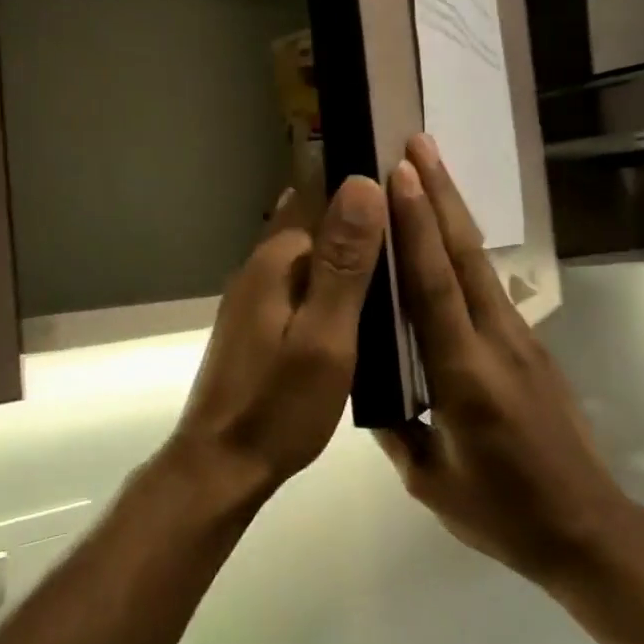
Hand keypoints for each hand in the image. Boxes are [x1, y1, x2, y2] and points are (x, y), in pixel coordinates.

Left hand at [165, 175, 387, 507]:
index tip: (411, 179)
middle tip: (420, 219)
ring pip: (312, 250)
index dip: (365, 181)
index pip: (323, 193)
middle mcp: (262, 264)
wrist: (223, 465)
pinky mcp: (260, 319)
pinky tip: (366, 294)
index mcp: (278, 259)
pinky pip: (305, 279)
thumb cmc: (279, 405)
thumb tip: (363, 182)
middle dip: (362, 212)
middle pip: (317, 218)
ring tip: (404, 251)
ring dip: (350, 245)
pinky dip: (335, 276)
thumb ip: (345, 263)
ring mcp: (257, 293)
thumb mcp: (325, 336)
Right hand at [377, 136, 622, 584]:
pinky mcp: (532, 347)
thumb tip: (369, 384)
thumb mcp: (430, 480)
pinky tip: (448, 237)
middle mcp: (496, 343)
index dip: (416, 228)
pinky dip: (464, 251)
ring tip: (430, 170)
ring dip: (454, 212)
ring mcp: (521, 341)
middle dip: (440, 194)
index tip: (399, 176)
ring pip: (480, 265)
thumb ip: (395, 428)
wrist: (587, 529)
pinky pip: (489, 288)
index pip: (434, 289)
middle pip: (464, 256)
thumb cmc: (502, 512)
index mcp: (465, 377)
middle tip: (416, 143)